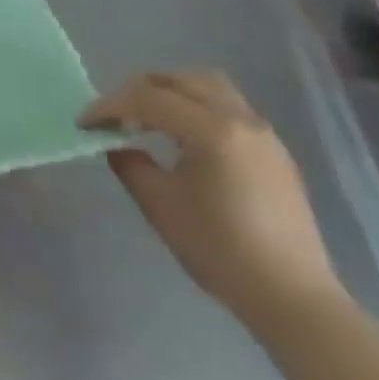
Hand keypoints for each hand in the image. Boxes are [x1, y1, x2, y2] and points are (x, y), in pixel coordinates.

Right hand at [80, 70, 344, 329]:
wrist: (293, 299)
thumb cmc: (221, 252)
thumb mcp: (160, 207)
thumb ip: (130, 165)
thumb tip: (116, 143)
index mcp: (211, 130)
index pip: (148, 98)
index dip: (110, 106)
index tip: (85, 123)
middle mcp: (239, 118)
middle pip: (179, 79)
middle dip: (139, 89)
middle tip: (115, 115)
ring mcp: (262, 132)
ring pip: (208, 85)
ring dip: (171, 91)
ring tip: (149, 117)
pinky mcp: (274, 150)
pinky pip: (228, 106)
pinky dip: (197, 106)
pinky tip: (184, 138)